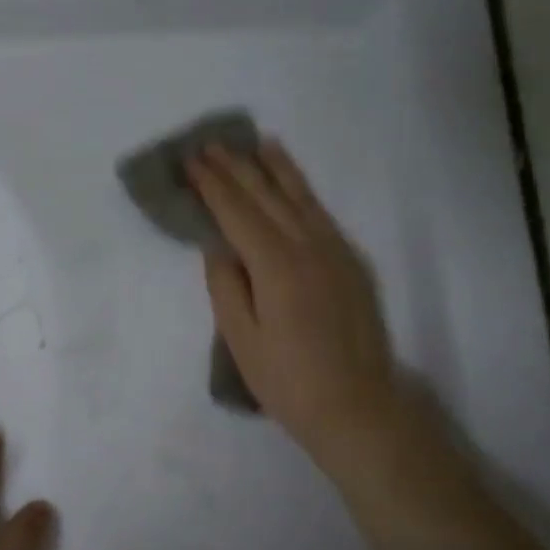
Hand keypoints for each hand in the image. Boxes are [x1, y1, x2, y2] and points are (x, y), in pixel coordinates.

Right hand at [187, 139, 402, 465]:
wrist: (357, 407)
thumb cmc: (288, 382)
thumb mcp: (242, 339)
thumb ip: (226, 286)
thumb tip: (217, 245)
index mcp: (276, 266)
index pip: (237, 213)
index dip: (213, 186)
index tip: (192, 161)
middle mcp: (309, 247)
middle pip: (267, 197)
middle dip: (237, 168)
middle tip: (212, 144)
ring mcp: (336, 252)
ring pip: (301, 197)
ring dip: (276, 168)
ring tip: (257, 143)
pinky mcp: (352, 263)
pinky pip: (321, 214)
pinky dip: (303, 191)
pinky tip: (293, 184)